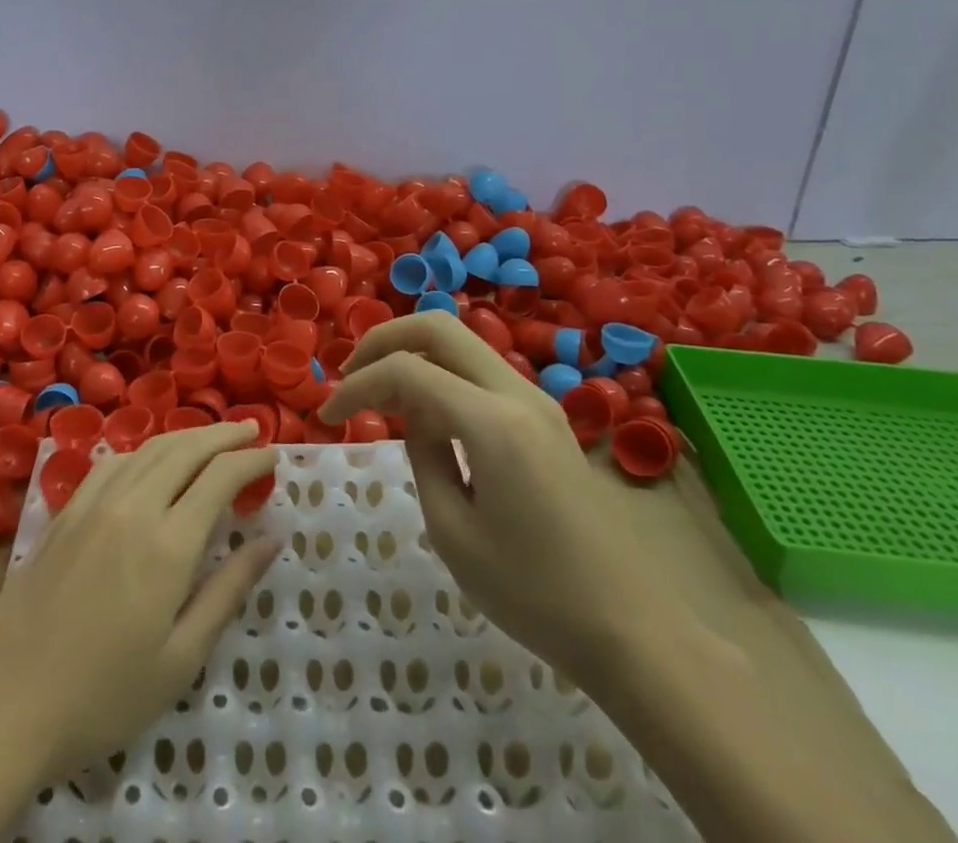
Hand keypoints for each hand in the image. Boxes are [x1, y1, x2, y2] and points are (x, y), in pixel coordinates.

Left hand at [0, 421, 280, 778]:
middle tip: (252, 428)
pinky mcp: (67, 511)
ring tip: (211, 438)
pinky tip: (150, 461)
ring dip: (186, 436)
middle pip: (187, 448)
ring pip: (150, 449)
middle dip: (224, 434)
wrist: (5, 699)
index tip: (273, 455)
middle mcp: (134, 505)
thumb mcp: (180, 658)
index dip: (251, 459)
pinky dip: (144, 451)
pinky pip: (114, 462)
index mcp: (169, 542)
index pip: (221, 476)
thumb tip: (272, 538)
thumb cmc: (103, 694)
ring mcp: (95, 503)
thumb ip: (228, 590)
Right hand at [320, 311, 652, 675]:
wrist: (631, 631)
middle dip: (383, 340)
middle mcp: (517, 393)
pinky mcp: (544, 417)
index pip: (408, 371)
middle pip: (438, 326)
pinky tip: (422, 413)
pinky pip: (479, 371)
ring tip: (378, 396)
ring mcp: (536, 400)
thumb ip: (422, 455)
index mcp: (493, 422)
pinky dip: (440, 373)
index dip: (358, 385)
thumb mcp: (454, 532)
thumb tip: (412, 415)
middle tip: (351, 377)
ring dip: (412, 353)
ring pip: (460, 342)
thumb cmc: (534, 594)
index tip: (326, 417)